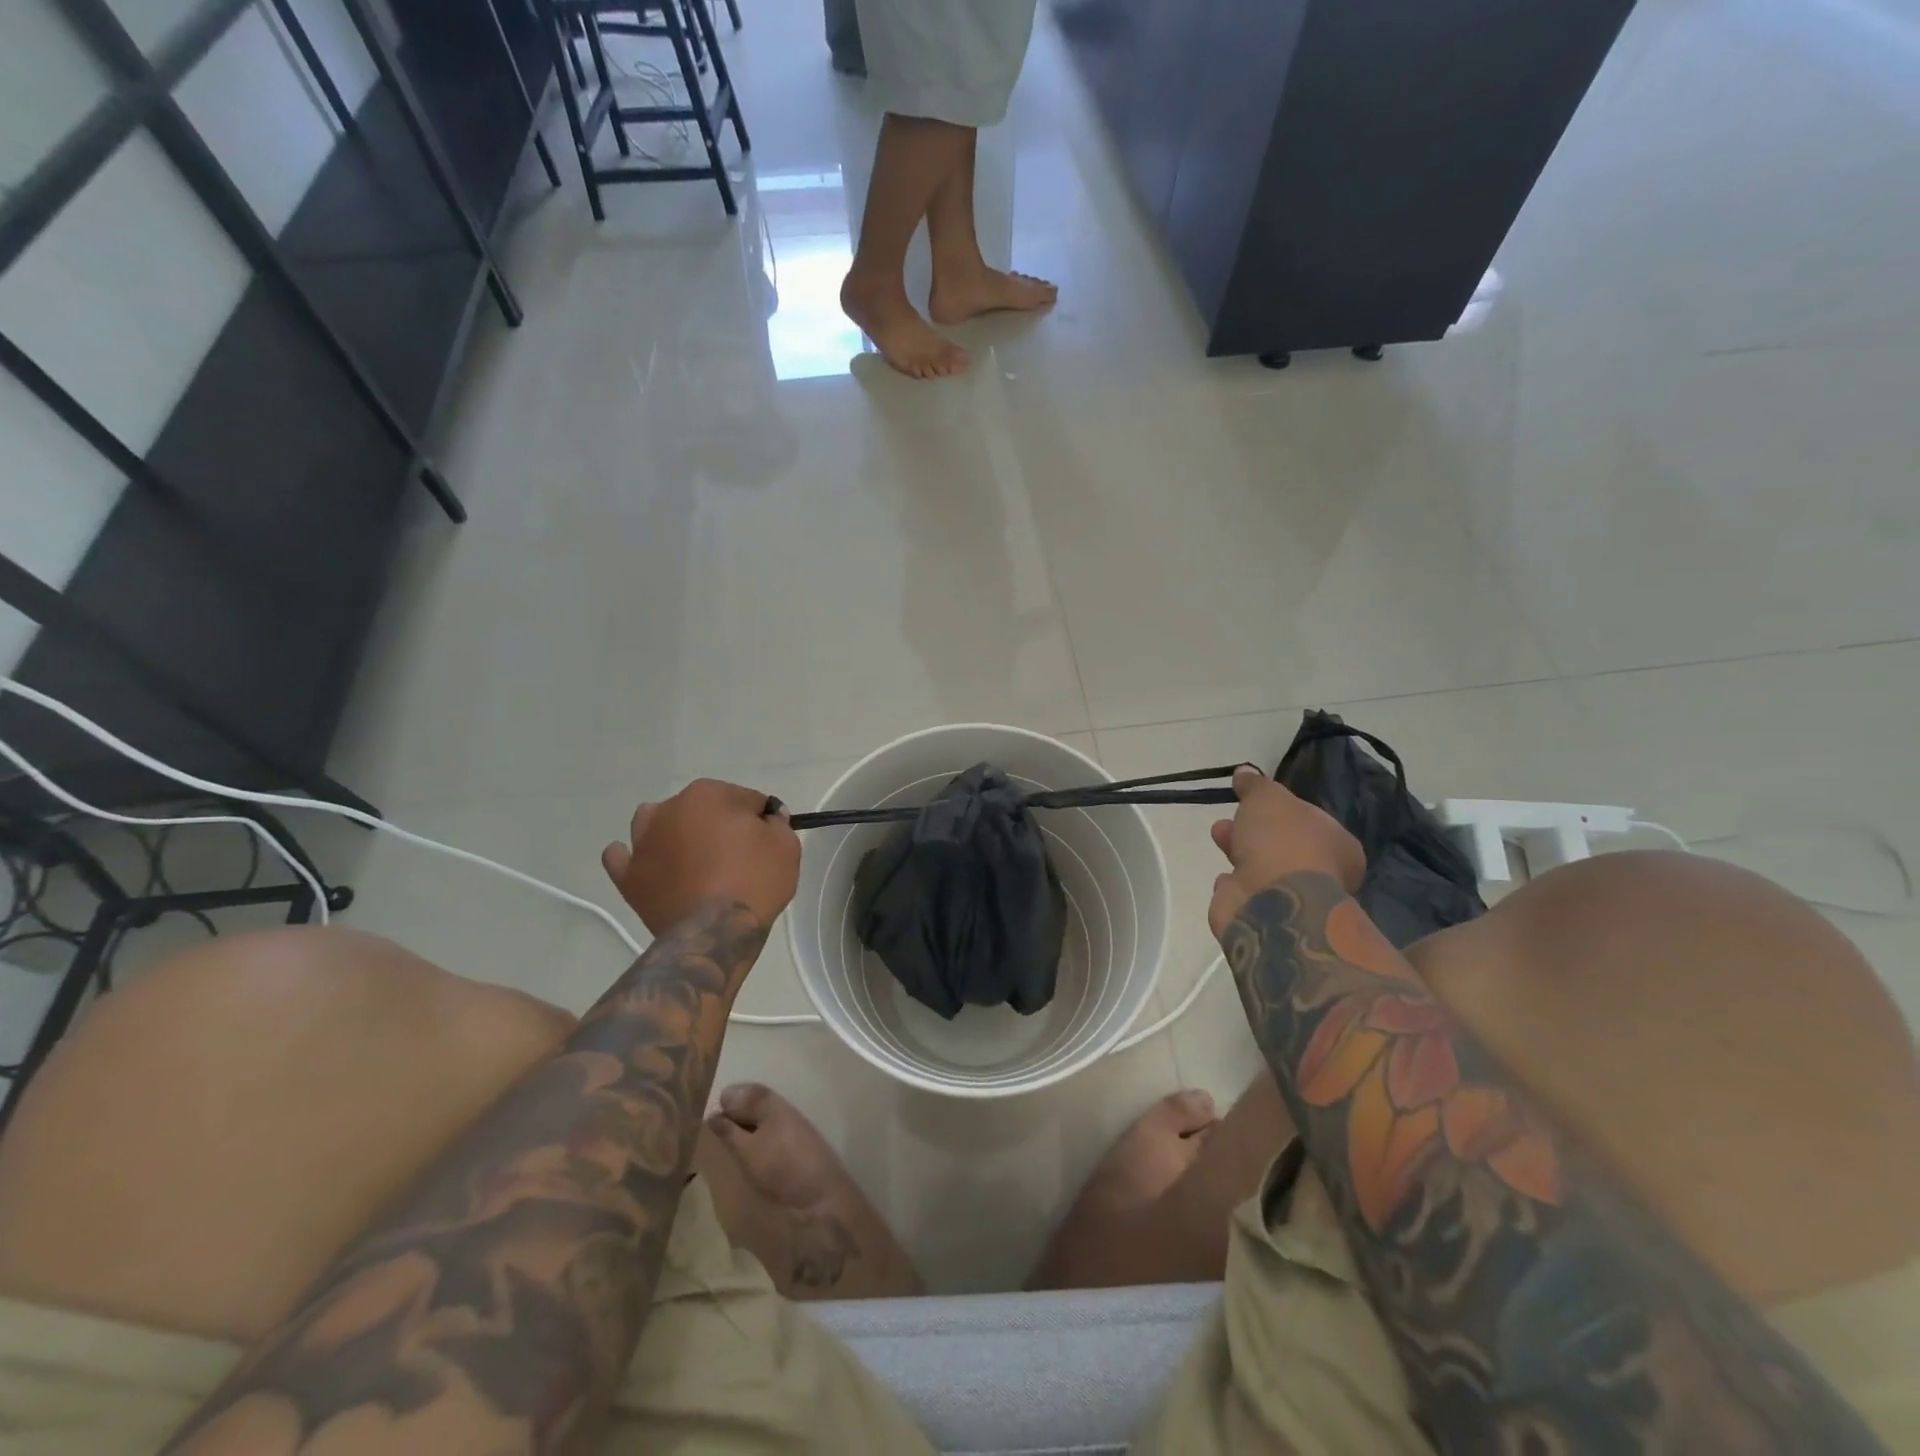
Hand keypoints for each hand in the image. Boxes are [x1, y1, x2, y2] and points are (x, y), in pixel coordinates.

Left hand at [601, 779, 800, 935]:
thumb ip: (777, 823)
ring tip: (692, 860)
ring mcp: (643, 842)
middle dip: (717, 825)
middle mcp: (669, 809)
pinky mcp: (627, 876)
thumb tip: (767, 818)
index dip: (759, 820)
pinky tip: (650, 866)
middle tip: (737, 856)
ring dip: (672, 832)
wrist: (715, 932)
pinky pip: (621, 857)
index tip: (766, 841)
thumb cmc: (755, 881)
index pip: (744, 799)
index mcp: (708, 794)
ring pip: (655, 823)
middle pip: (701, 808)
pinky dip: (633, 857)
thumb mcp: (786, 846)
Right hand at [1207, 766, 1364, 937]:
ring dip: (1240, 852)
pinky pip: (1249, 894)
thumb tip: (1245, 771)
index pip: (1309, 820)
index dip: (1279, 810)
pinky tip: (1224, 878)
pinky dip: (1236, 885)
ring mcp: (1295, 899)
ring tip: (1218, 836)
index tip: (1252, 802)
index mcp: (1338, 844)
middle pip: (1282, 844)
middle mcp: (1323, 873)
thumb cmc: (1282, 842)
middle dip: (1252, 830)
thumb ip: (1256, 784)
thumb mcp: (1268, 797)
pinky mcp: (1268, 918)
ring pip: (1263, 868)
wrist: (1273, 904)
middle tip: (1228, 819)